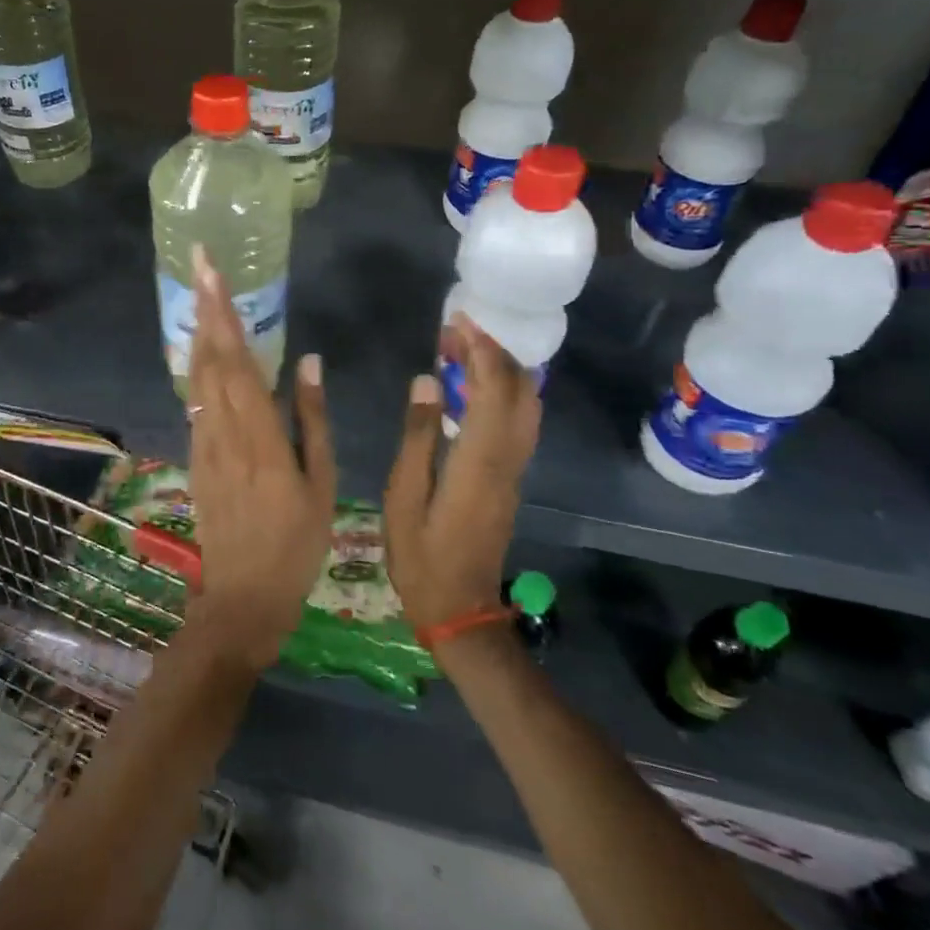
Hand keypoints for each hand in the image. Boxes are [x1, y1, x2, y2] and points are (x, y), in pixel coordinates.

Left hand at [183, 245, 335, 669]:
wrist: (243, 598)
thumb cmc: (296, 544)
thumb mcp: (320, 484)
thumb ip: (312, 419)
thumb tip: (307, 362)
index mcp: (259, 437)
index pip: (237, 362)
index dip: (223, 314)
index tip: (212, 273)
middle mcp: (223, 432)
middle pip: (209, 360)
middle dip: (204, 308)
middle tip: (200, 263)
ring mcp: (203, 445)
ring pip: (196, 378)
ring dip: (198, 333)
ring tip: (199, 295)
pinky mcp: (195, 458)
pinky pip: (195, 402)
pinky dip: (197, 368)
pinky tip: (201, 351)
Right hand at [383, 314, 540, 633]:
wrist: (460, 608)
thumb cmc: (421, 555)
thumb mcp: (403, 495)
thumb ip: (418, 435)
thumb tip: (428, 381)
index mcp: (478, 460)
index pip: (492, 389)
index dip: (479, 349)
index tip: (456, 322)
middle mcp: (506, 458)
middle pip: (518, 390)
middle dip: (493, 351)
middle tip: (455, 332)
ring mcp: (515, 470)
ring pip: (526, 404)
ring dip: (501, 369)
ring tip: (463, 351)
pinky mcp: (511, 479)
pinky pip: (519, 421)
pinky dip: (503, 392)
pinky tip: (472, 388)